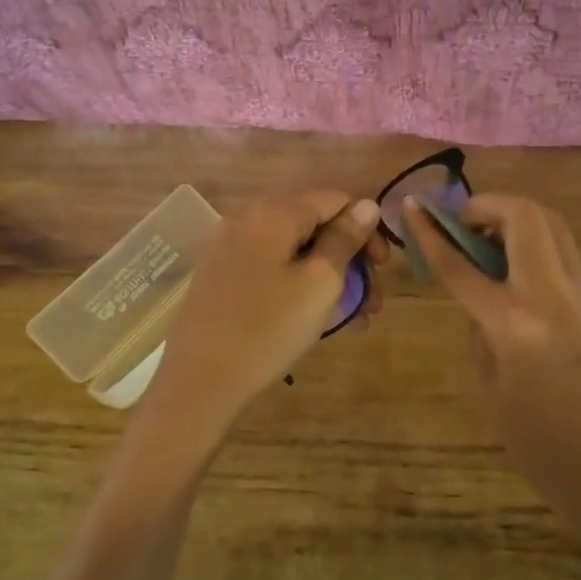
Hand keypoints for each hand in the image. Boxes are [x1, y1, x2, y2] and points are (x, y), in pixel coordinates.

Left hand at [149, 191, 386, 439]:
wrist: (198, 381)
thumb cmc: (268, 329)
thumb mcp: (319, 284)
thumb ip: (345, 239)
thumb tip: (366, 205)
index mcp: (274, 212)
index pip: (335, 199)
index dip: (367, 228)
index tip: (383, 268)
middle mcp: (248, 216)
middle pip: (314, 224)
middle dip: (349, 258)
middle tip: (371, 302)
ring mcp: (229, 244)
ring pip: (293, 249)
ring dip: (327, 275)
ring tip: (351, 318)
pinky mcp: (219, 271)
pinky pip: (270, 264)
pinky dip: (297, 281)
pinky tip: (314, 315)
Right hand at [404, 194, 580, 550]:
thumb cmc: (539, 446)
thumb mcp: (491, 385)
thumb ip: (480, 328)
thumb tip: (478, 294)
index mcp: (516, 324)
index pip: (462, 264)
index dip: (431, 233)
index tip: (413, 208)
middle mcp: (554, 295)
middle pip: (523, 216)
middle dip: (487, 205)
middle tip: (463, 223)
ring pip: (551, 224)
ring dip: (515, 218)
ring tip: (490, 239)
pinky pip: (564, 253)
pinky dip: (536, 244)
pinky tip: (519, 272)